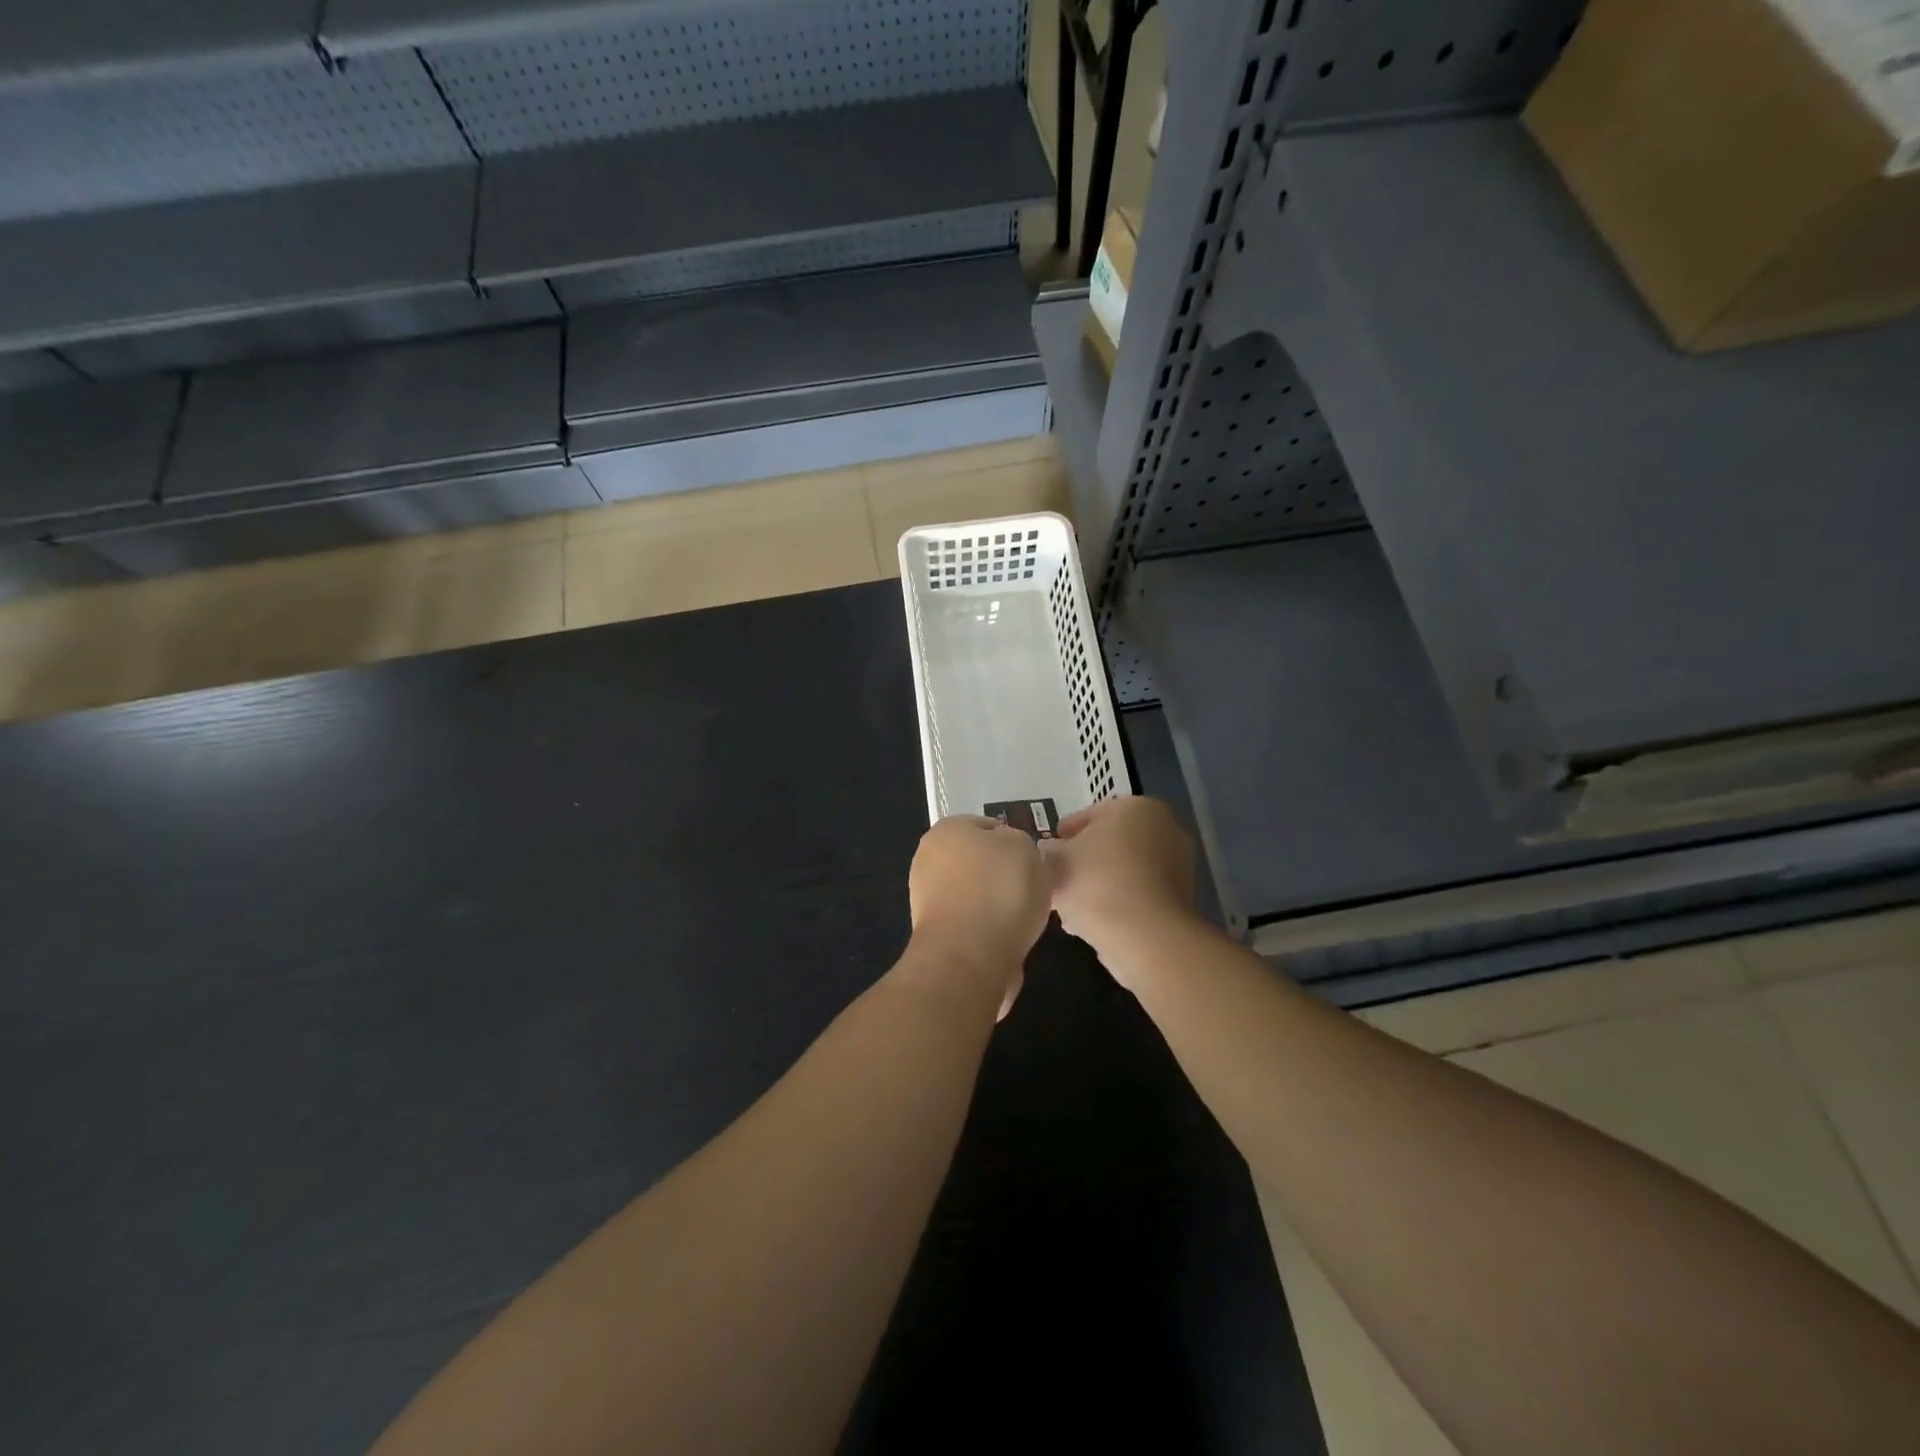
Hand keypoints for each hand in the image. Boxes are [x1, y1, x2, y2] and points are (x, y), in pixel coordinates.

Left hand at [907, 816, 1051, 1014]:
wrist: (970, 956)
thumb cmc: (1000, 889)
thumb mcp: (1024, 846)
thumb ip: (1017, 842)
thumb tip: (1007, 855)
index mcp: (947, 830)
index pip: (987, 826)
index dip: (1014, 840)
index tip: (1033, 860)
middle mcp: (929, 860)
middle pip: (979, 862)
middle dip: (1004, 874)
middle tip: (1032, 887)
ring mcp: (928, 900)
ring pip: (976, 894)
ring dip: (998, 904)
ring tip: (1024, 917)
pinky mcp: (937, 935)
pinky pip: (974, 924)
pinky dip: (991, 930)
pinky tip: (1010, 938)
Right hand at [1043, 797, 1198, 970]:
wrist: (1145, 937)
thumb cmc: (1097, 882)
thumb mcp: (1056, 861)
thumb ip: (1049, 851)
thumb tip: (1049, 851)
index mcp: (1138, 808)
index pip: (1094, 814)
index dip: (1066, 832)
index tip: (1049, 850)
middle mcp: (1167, 829)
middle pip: (1114, 842)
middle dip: (1086, 859)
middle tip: (1059, 876)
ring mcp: (1180, 866)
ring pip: (1127, 870)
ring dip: (1101, 883)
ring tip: (1072, 905)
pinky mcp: (1182, 901)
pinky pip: (1140, 895)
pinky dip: (1119, 903)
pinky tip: (1094, 922)